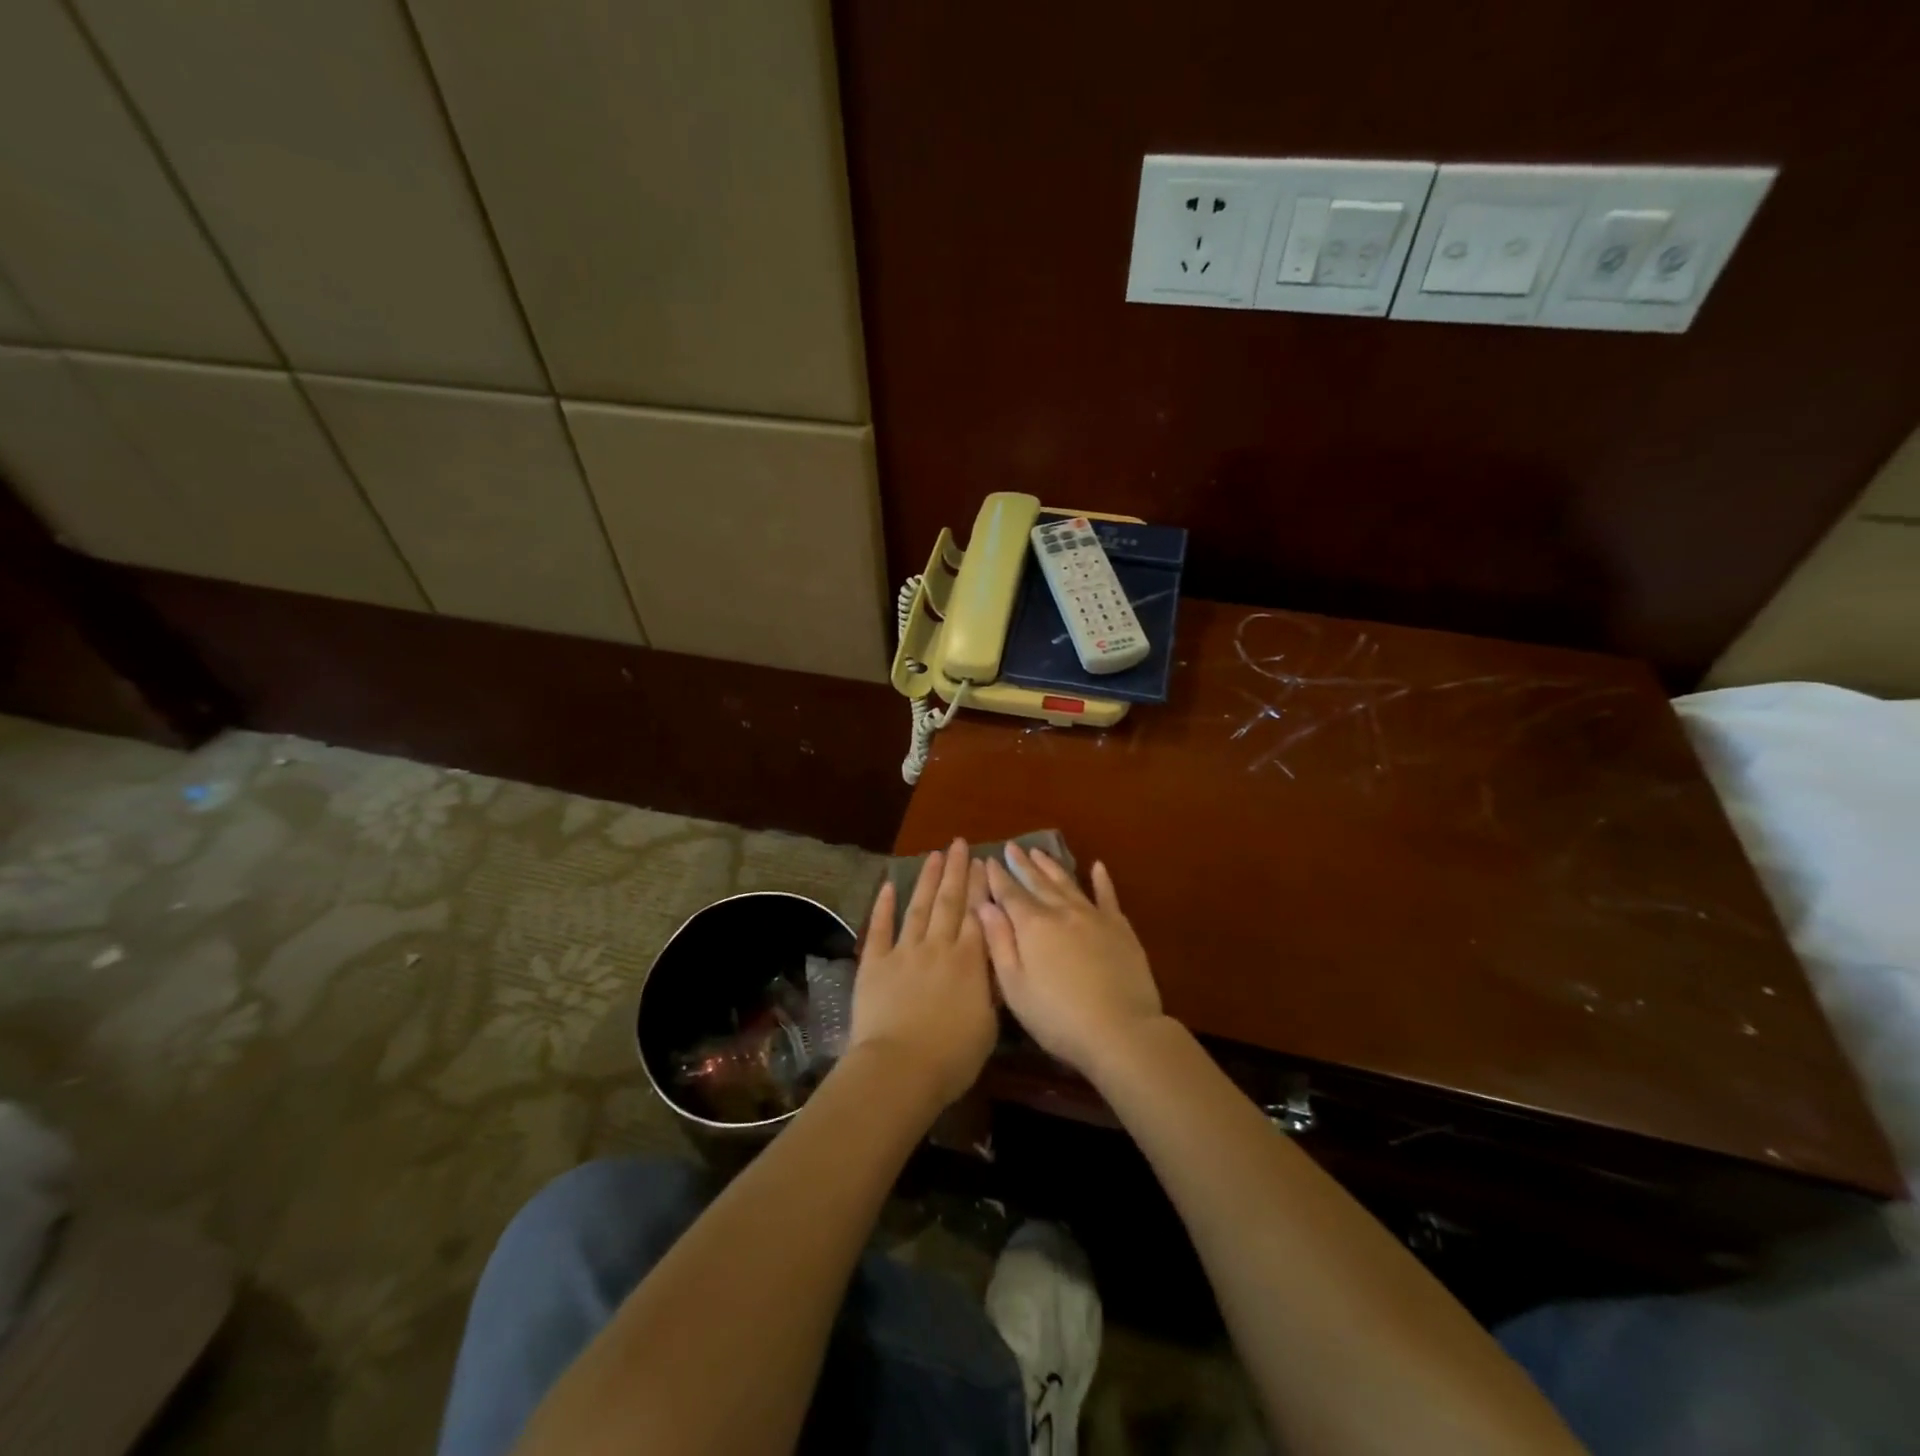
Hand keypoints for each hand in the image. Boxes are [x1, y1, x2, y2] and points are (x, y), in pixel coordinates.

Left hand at [845, 839, 997, 1108]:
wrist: (901, 1067)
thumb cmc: (952, 1057)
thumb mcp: (988, 1026)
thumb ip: (991, 990)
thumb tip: (996, 966)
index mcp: (970, 962)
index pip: (977, 915)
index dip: (980, 887)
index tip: (982, 863)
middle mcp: (939, 947)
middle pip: (950, 902)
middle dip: (956, 871)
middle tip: (959, 844)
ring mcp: (905, 952)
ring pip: (919, 907)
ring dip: (927, 880)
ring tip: (934, 855)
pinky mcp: (875, 963)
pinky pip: (881, 928)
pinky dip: (884, 905)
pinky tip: (889, 885)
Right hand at [980, 846, 1162, 1077]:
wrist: (1120, 1030)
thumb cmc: (1057, 1017)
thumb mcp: (1015, 987)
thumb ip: (999, 943)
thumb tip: (984, 907)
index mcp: (1032, 926)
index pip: (1009, 894)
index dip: (998, 877)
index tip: (989, 860)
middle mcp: (1061, 911)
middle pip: (1037, 882)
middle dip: (1022, 865)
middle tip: (1012, 847)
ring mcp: (1093, 916)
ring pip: (1067, 883)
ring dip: (1051, 866)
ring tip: (1039, 852)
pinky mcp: (1120, 927)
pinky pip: (1108, 896)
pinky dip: (1101, 880)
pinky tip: (1097, 866)